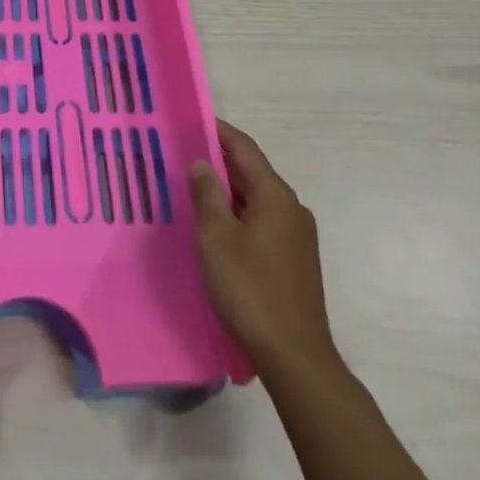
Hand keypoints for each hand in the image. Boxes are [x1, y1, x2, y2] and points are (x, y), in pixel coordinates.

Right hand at [189, 119, 340, 379]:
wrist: (295, 358)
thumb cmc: (250, 289)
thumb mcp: (216, 237)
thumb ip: (207, 194)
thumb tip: (202, 163)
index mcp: (275, 194)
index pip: (244, 148)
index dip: (217, 131)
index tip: (190, 121)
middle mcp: (291, 208)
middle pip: (251, 172)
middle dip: (218, 162)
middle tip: (182, 157)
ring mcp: (297, 236)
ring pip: (256, 199)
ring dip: (227, 192)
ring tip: (194, 191)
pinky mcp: (295, 261)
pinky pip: (262, 222)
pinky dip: (239, 215)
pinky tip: (218, 229)